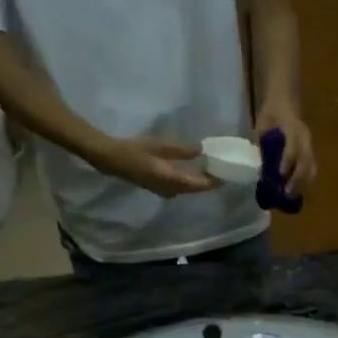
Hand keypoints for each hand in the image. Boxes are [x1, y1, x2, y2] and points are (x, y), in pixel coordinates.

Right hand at [89, 136, 217, 196]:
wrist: (111, 159)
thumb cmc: (134, 150)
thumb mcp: (160, 146)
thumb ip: (181, 150)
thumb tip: (201, 150)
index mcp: (173, 180)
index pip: (200, 185)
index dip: (214, 182)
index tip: (227, 176)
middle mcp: (171, 189)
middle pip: (195, 189)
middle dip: (208, 183)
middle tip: (221, 173)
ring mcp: (163, 191)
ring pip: (187, 190)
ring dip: (199, 183)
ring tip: (210, 172)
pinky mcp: (158, 188)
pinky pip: (179, 188)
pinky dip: (188, 182)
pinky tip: (192, 173)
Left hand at [256, 101, 316, 196]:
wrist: (285, 101)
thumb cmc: (271, 113)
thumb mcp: (261, 125)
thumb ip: (262, 144)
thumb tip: (259, 166)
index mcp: (292, 128)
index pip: (292, 148)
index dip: (286, 163)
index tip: (279, 176)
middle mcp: (304, 138)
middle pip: (305, 162)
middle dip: (297, 179)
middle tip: (287, 194)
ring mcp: (309, 145)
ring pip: (311, 167)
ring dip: (303, 183)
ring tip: (294, 197)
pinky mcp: (310, 151)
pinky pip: (311, 168)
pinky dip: (306, 180)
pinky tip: (298, 190)